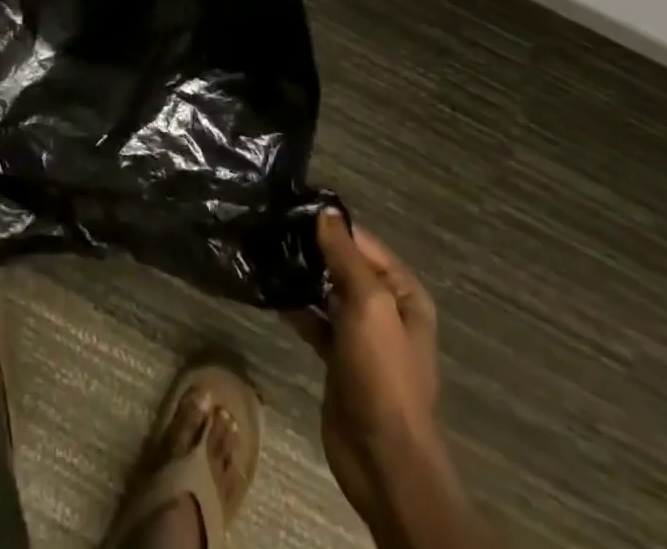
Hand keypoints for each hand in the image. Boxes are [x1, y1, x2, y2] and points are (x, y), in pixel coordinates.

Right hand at [289, 212, 443, 534]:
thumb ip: (346, 256)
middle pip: (344, 264)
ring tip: (264, 251)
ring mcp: (360, 335)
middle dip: (312, 248)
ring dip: (301, 276)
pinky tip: (269, 290)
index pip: (363, 242)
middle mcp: (384, 308)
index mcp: (402, 292)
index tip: (290, 206)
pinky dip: (296, 306)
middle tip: (271, 225)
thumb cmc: (382, 374)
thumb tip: (326, 211)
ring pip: (326, 291)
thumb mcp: (368, 304)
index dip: (330, 224)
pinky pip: (315, 320)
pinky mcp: (338, 357)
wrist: (382, 459)